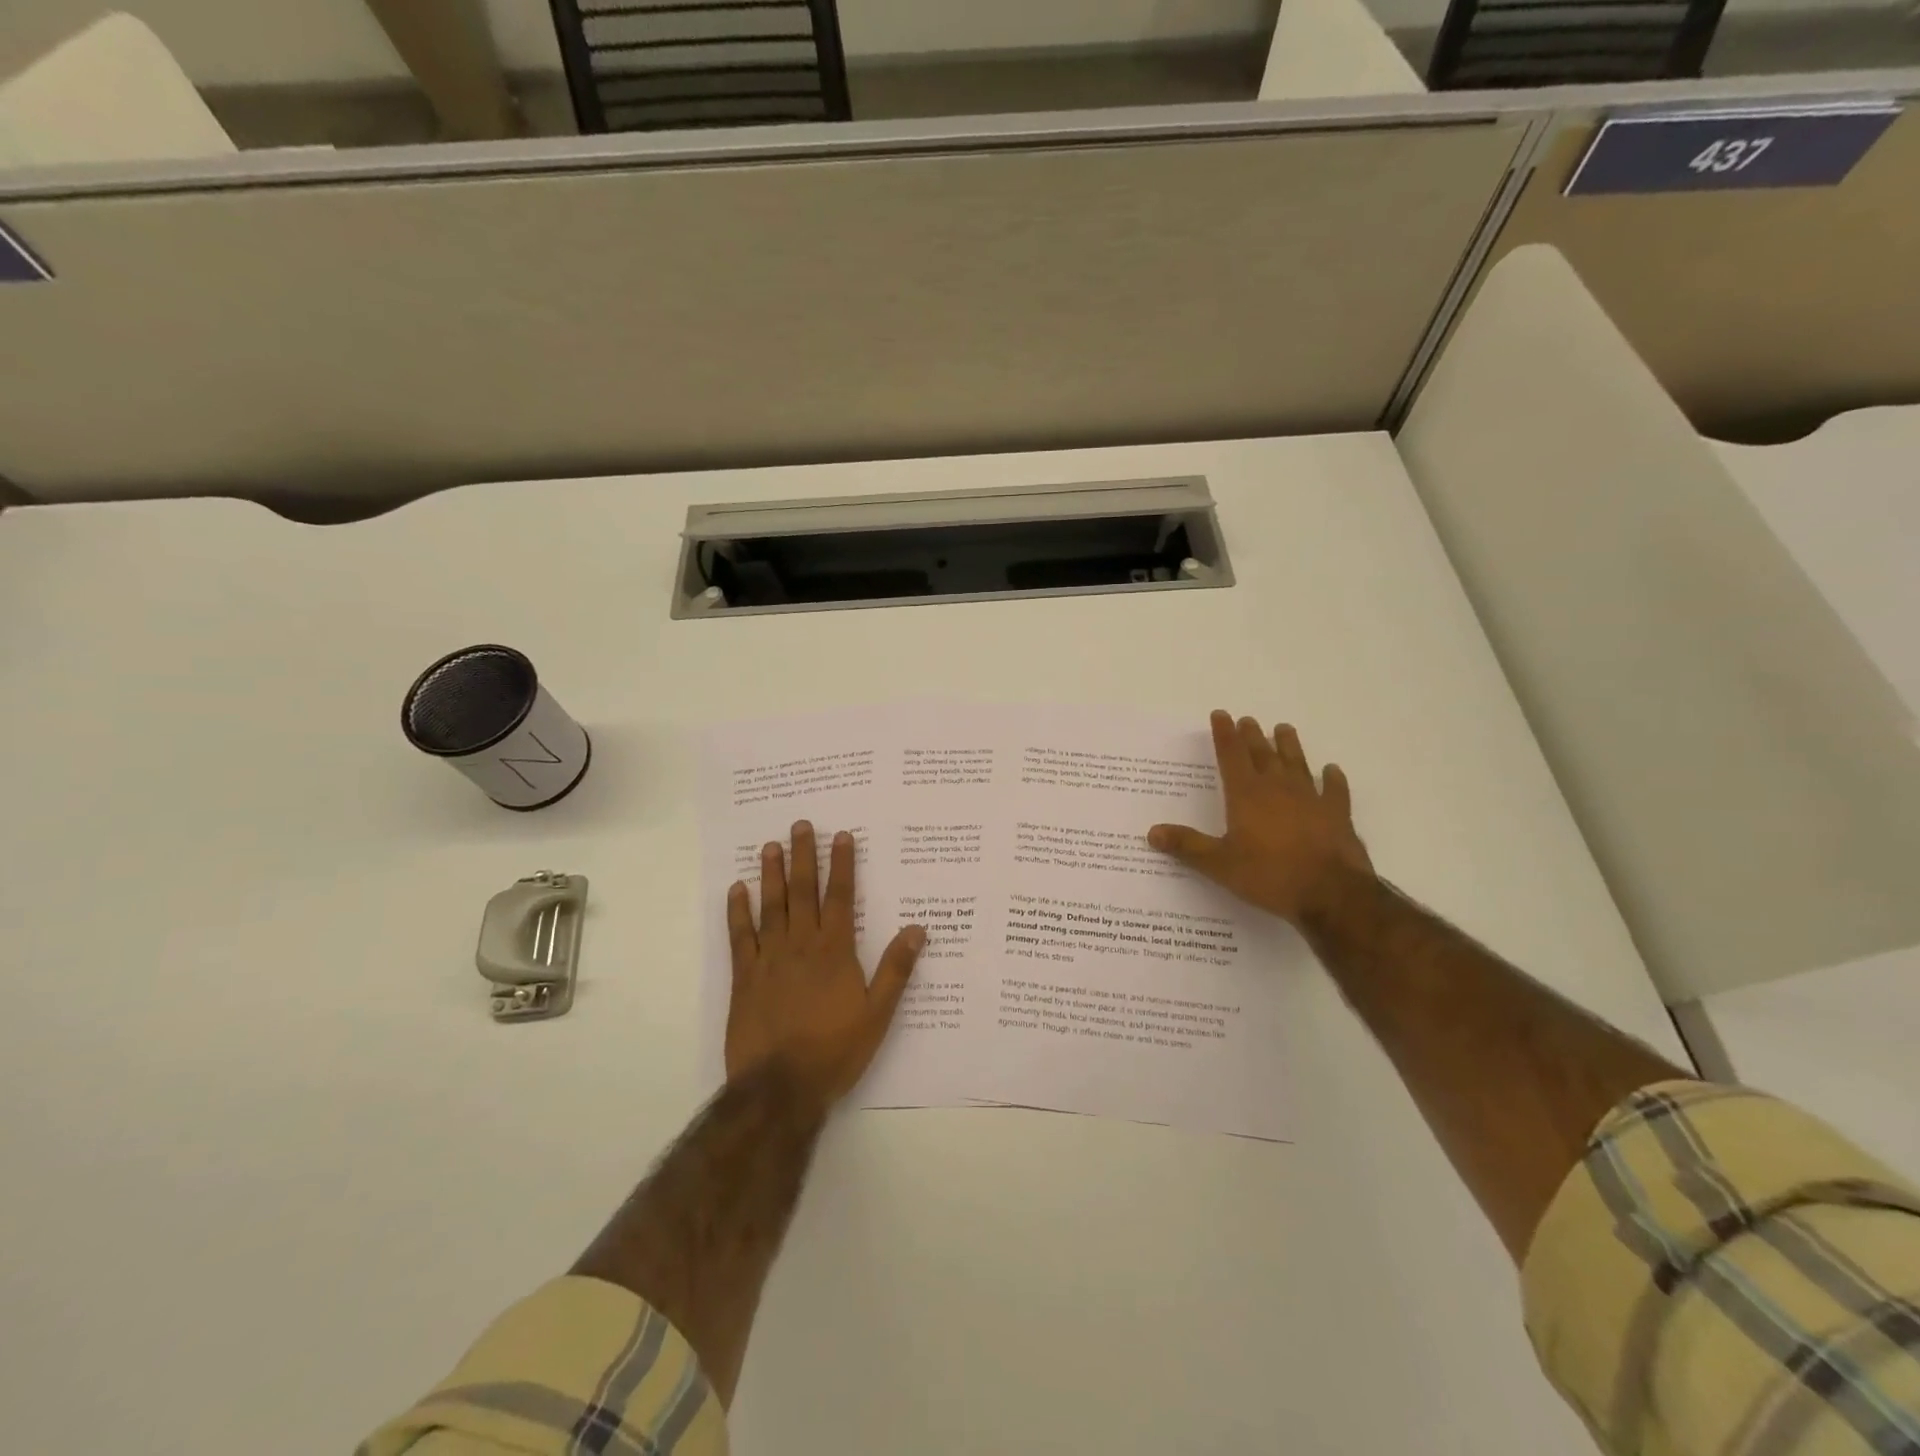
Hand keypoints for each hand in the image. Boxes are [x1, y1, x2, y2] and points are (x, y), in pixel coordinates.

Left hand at [725, 821, 924, 1108]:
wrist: (780, 1087)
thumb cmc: (835, 1050)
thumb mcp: (877, 1014)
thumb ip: (895, 969)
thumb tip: (917, 929)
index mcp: (835, 951)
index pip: (840, 897)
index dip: (842, 865)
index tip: (841, 835)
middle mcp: (801, 945)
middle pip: (802, 891)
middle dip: (803, 856)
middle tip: (800, 825)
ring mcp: (769, 958)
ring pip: (771, 906)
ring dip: (770, 874)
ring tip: (770, 845)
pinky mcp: (744, 977)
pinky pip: (740, 936)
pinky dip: (738, 911)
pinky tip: (737, 889)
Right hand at [1148, 710, 1373, 926]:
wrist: (1330, 892)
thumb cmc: (1269, 875)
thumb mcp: (1219, 864)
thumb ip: (1187, 845)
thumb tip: (1152, 832)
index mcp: (1246, 795)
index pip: (1231, 756)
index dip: (1224, 735)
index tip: (1220, 715)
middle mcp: (1278, 788)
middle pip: (1262, 754)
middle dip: (1252, 736)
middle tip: (1247, 720)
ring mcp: (1311, 798)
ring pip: (1297, 763)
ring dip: (1289, 746)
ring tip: (1283, 729)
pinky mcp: (1337, 814)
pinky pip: (1335, 790)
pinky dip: (1332, 779)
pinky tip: (1332, 770)